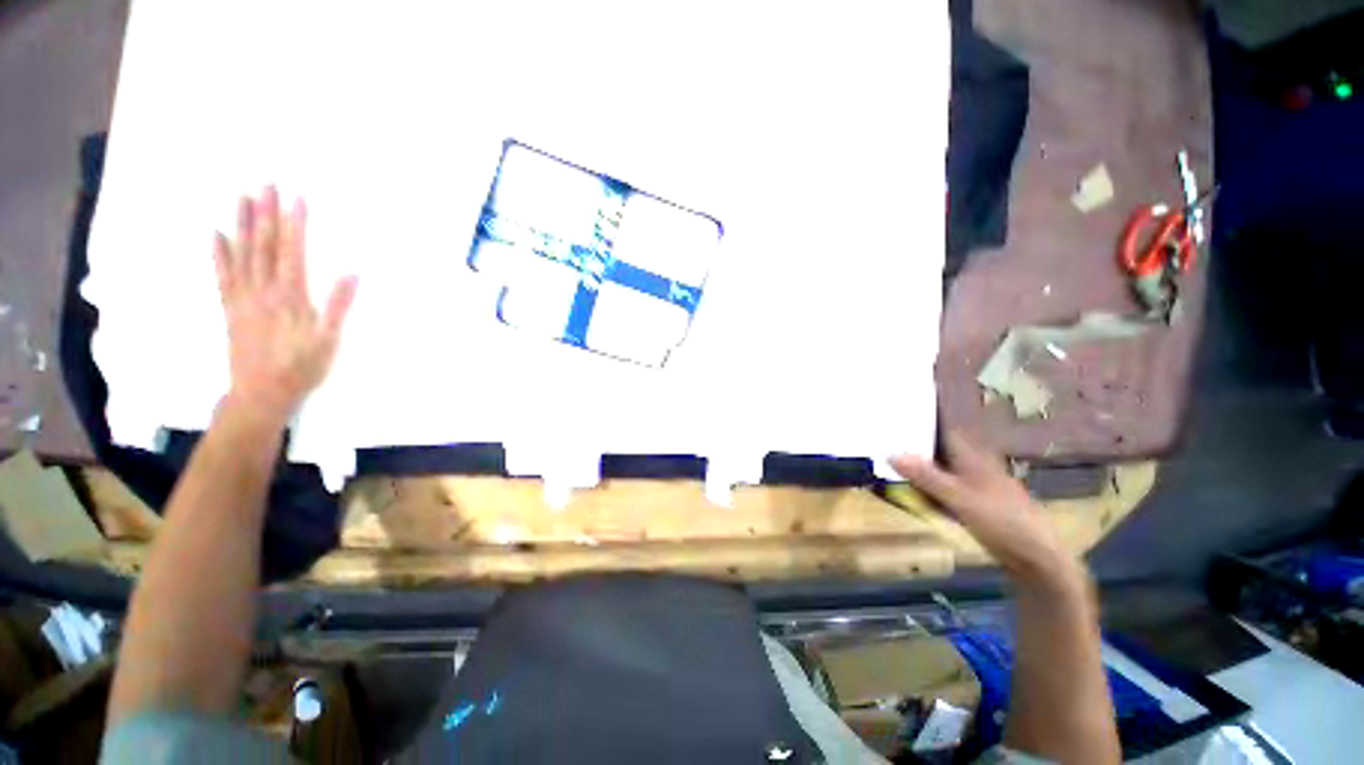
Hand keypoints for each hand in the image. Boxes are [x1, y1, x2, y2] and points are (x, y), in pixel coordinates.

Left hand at [213, 186, 356, 420]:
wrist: (262, 393)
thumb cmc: (303, 368)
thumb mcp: (329, 341)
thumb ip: (338, 307)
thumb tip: (351, 275)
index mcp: (291, 297)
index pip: (292, 252)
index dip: (295, 224)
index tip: (297, 198)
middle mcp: (263, 290)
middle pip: (264, 245)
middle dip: (267, 214)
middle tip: (267, 184)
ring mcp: (243, 298)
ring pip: (241, 253)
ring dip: (243, 224)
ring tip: (243, 197)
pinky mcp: (231, 308)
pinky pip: (223, 275)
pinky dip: (219, 253)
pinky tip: (217, 233)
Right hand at [892, 432, 1082, 589]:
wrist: (1037, 557)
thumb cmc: (1002, 520)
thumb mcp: (959, 498)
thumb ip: (926, 477)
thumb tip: (891, 454)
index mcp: (971, 457)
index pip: (942, 429)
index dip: (921, 419)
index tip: (895, 412)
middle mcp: (971, 465)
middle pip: (937, 448)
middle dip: (913, 443)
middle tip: (883, 438)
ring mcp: (973, 485)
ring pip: (939, 468)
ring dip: (917, 465)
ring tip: (887, 460)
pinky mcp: (973, 503)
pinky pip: (942, 487)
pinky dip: (926, 485)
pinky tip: (910, 489)